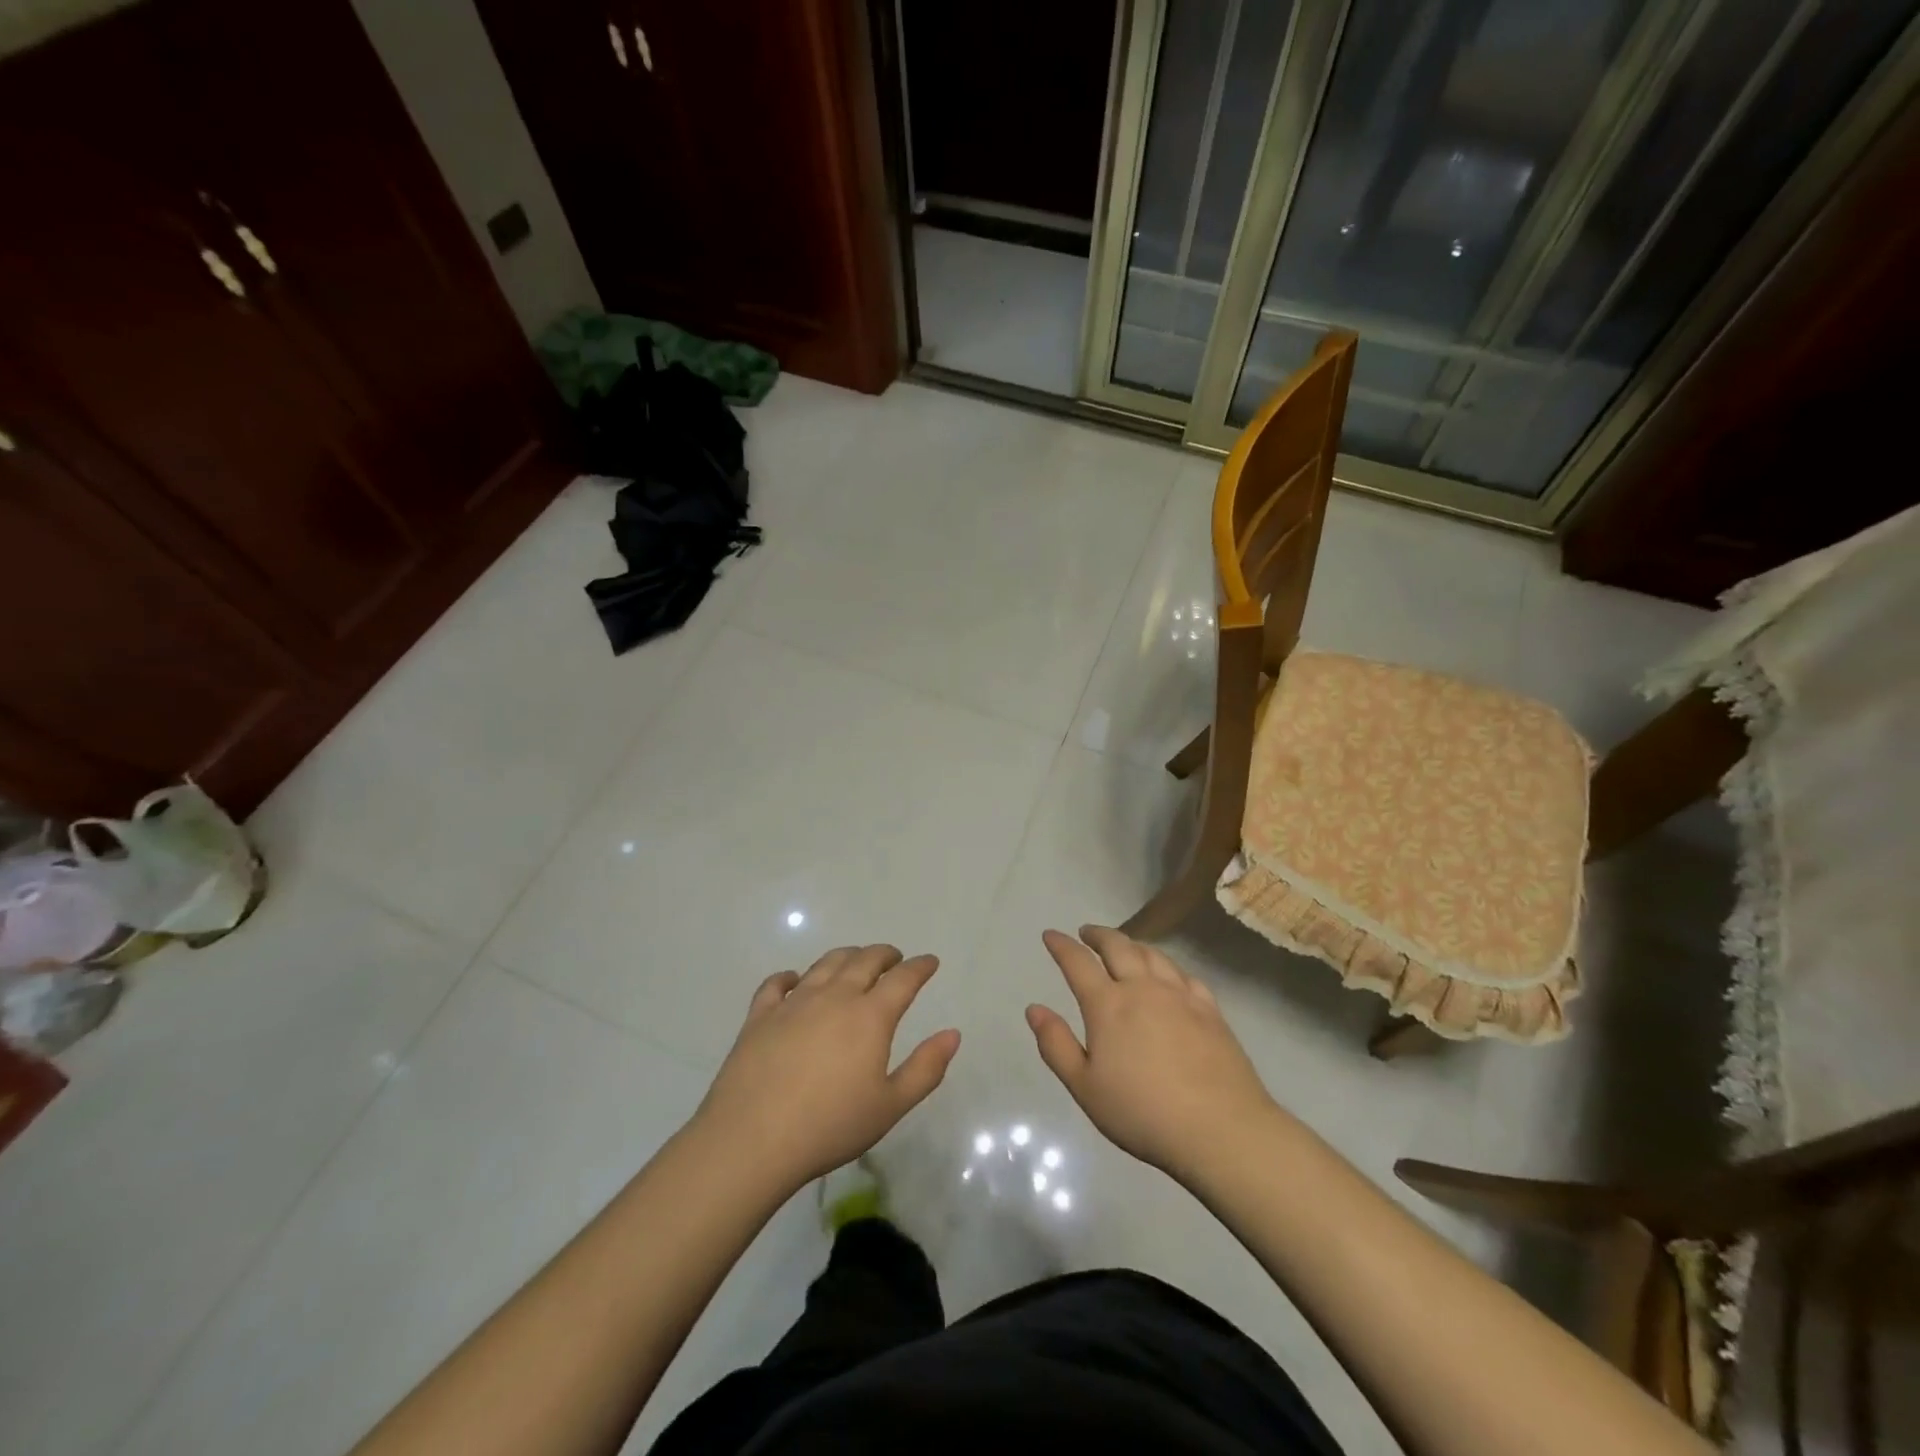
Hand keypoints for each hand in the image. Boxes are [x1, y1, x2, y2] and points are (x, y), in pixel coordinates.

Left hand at [693, 944, 960, 1192]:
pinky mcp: (760, 1015)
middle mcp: (834, 996)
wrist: (752, 1139)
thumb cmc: (830, 1126)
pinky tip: (793, 980)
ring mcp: (794, 1002)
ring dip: (846, 956)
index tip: (930, 961)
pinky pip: (777, 983)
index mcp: (870, 1016)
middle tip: (894, 958)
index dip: (920, 967)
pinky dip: (790, 976)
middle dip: (884, 954)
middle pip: (864, 960)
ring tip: (854, 961)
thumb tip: (952, 1033)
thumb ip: (926, 1068)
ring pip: (825, 964)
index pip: (903, 979)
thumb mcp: (890, 1106)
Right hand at [1026, 926, 1277, 1181]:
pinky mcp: (1210, 1010)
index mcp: (1108, 1005)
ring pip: (1152, 955)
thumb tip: (1034, 1009)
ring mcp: (1180, 996)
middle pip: (1118, 946)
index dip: (1062, 945)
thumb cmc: (1142, 1112)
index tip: (1051, 935)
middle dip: (1098, 935)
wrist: (1220, 1128)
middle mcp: (1143, 988)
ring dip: (1132, 944)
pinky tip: (1168, 974)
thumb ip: (1056, 1045)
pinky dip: (1167, 966)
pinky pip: (1184, 974)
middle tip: (1087, 933)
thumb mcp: (1085, 1087)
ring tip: (1124, 946)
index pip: (1078, 963)